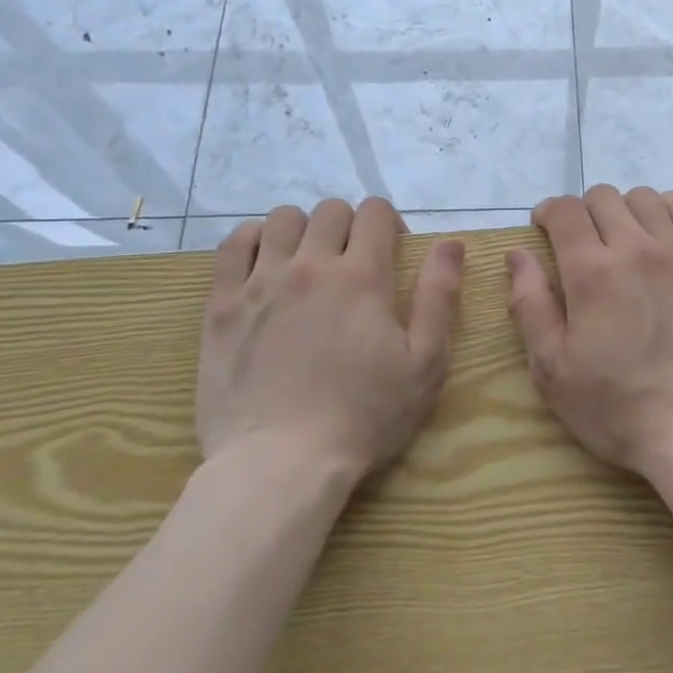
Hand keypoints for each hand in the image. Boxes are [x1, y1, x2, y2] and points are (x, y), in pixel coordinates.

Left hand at [195, 198, 464, 481]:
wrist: (281, 462)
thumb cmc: (365, 416)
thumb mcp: (425, 363)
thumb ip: (439, 296)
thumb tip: (450, 242)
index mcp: (362, 276)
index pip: (375, 212)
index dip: (389, 222)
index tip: (392, 250)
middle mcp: (310, 265)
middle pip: (330, 210)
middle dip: (349, 225)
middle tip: (353, 262)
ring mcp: (260, 282)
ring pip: (281, 219)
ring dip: (302, 229)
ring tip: (307, 262)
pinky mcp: (222, 305)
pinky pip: (233, 245)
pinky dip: (253, 240)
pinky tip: (265, 264)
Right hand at [505, 186, 672, 478]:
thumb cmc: (617, 407)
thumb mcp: (552, 369)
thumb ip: (529, 305)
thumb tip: (517, 255)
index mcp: (592, 272)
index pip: (564, 210)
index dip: (547, 212)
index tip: (543, 229)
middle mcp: (637, 248)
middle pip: (603, 198)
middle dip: (582, 212)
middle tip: (580, 244)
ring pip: (646, 198)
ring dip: (624, 210)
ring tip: (622, 239)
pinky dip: (666, 212)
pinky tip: (661, 237)